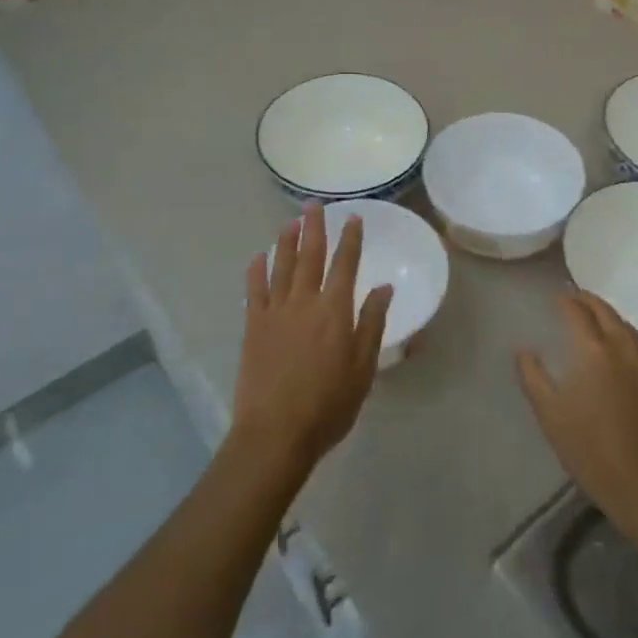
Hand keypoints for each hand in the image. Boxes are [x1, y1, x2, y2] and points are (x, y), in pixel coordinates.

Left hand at [231, 203, 393, 479]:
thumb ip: (371, 324)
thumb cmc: (328, 405)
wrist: (276, 433)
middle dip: (314, 228)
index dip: (350, 240)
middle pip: (310, 256)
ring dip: (286, 241)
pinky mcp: (253, 327)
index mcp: (335, 311)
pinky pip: (254, 290)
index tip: (353, 218)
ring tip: (290, 221)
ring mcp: (275, 312)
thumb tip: (384, 287)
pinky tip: (258, 257)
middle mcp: (304, 302)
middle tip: (314, 205)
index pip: (345, 265)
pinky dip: (256, 270)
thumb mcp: (363, 368)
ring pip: (281, 267)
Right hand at [517, 292, 637, 537]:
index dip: (564, 300)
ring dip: (607, 316)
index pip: (577, 311)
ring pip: (626, 326)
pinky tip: (616, 349)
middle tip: (572, 299)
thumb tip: (523, 349)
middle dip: (587, 301)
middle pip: (606, 311)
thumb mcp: (550, 415)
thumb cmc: (591, 452)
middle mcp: (623, 347)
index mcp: (594, 351)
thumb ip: (533, 377)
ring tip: (592, 319)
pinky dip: (623, 335)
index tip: (553, 297)